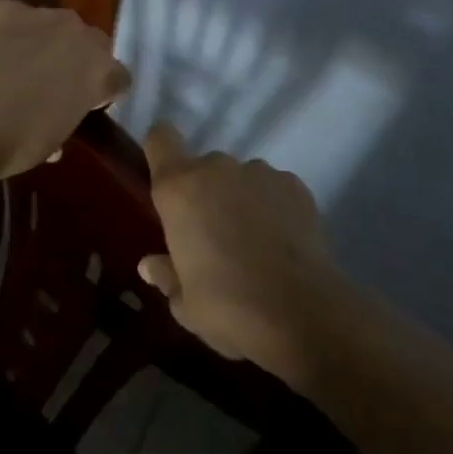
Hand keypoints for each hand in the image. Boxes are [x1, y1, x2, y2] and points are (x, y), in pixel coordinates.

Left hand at [0, 0, 129, 182]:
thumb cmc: (16, 144)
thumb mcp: (55, 139)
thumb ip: (68, 117)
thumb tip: (59, 116)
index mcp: (100, 71)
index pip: (118, 76)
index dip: (105, 90)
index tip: (89, 103)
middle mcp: (78, 35)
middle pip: (91, 41)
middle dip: (79, 58)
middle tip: (56, 81)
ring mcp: (41, 15)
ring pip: (54, 24)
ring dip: (45, 40)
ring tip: (20, 62)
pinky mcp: (5, 7)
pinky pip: (16, 16)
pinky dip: (10, 31)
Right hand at [137, 126, 341, 382]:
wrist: (303, 315)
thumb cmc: (229, 308)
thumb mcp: (185, 304)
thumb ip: (166, 275)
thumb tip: (150, 264)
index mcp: (178, 189)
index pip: (160, 139)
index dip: (160, 151)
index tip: (165, 178)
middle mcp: (216, 168)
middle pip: (201, 167)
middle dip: (204, 193)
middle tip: (212, 236)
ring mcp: (258, 172)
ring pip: (239, 177)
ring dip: (239, 199)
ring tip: (253, 242)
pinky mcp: (294, 184)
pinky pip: (272, 188)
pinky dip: (272, 206)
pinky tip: (282, 242)